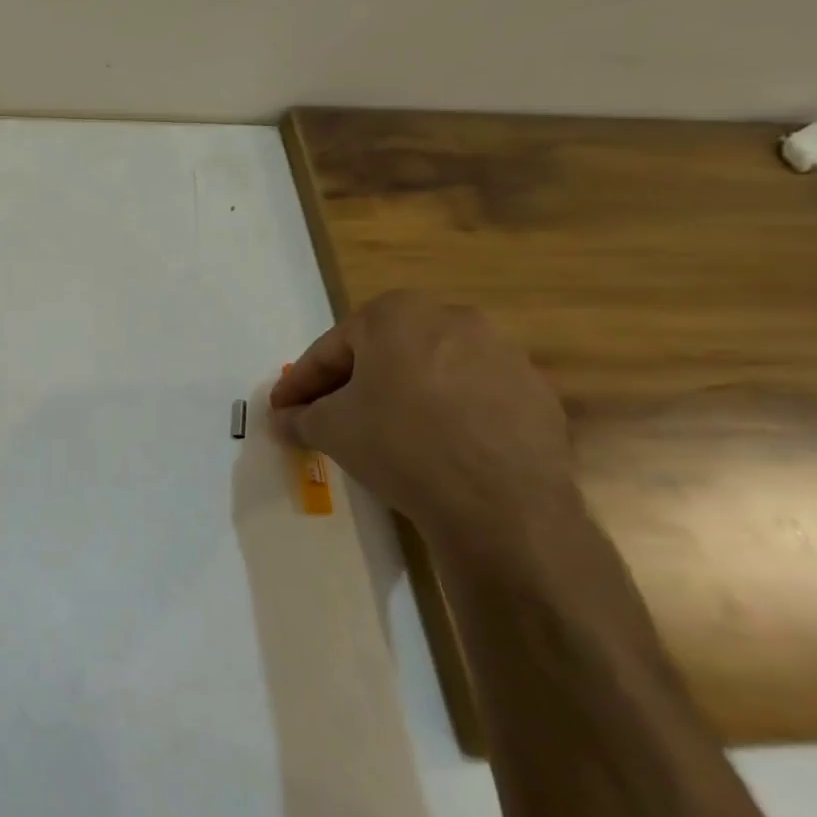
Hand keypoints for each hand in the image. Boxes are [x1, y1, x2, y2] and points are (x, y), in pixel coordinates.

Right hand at [269, 290, 579, 558]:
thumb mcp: (330, 429)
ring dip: (399, 397)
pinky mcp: (534, 391)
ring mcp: (501, 352)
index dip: (300, 384)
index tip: (281, 410)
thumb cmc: (400, 445)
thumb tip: (284, 419)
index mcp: (396, 313)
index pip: (330, 350)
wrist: (501, 504)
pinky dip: (445, 414)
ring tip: (380, 435)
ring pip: (428, 372)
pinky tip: (432, 448)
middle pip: (381, 354)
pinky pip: (470, 396)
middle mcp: (451, 317)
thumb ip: (300, 417)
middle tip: (326, 419)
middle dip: (350, 386)